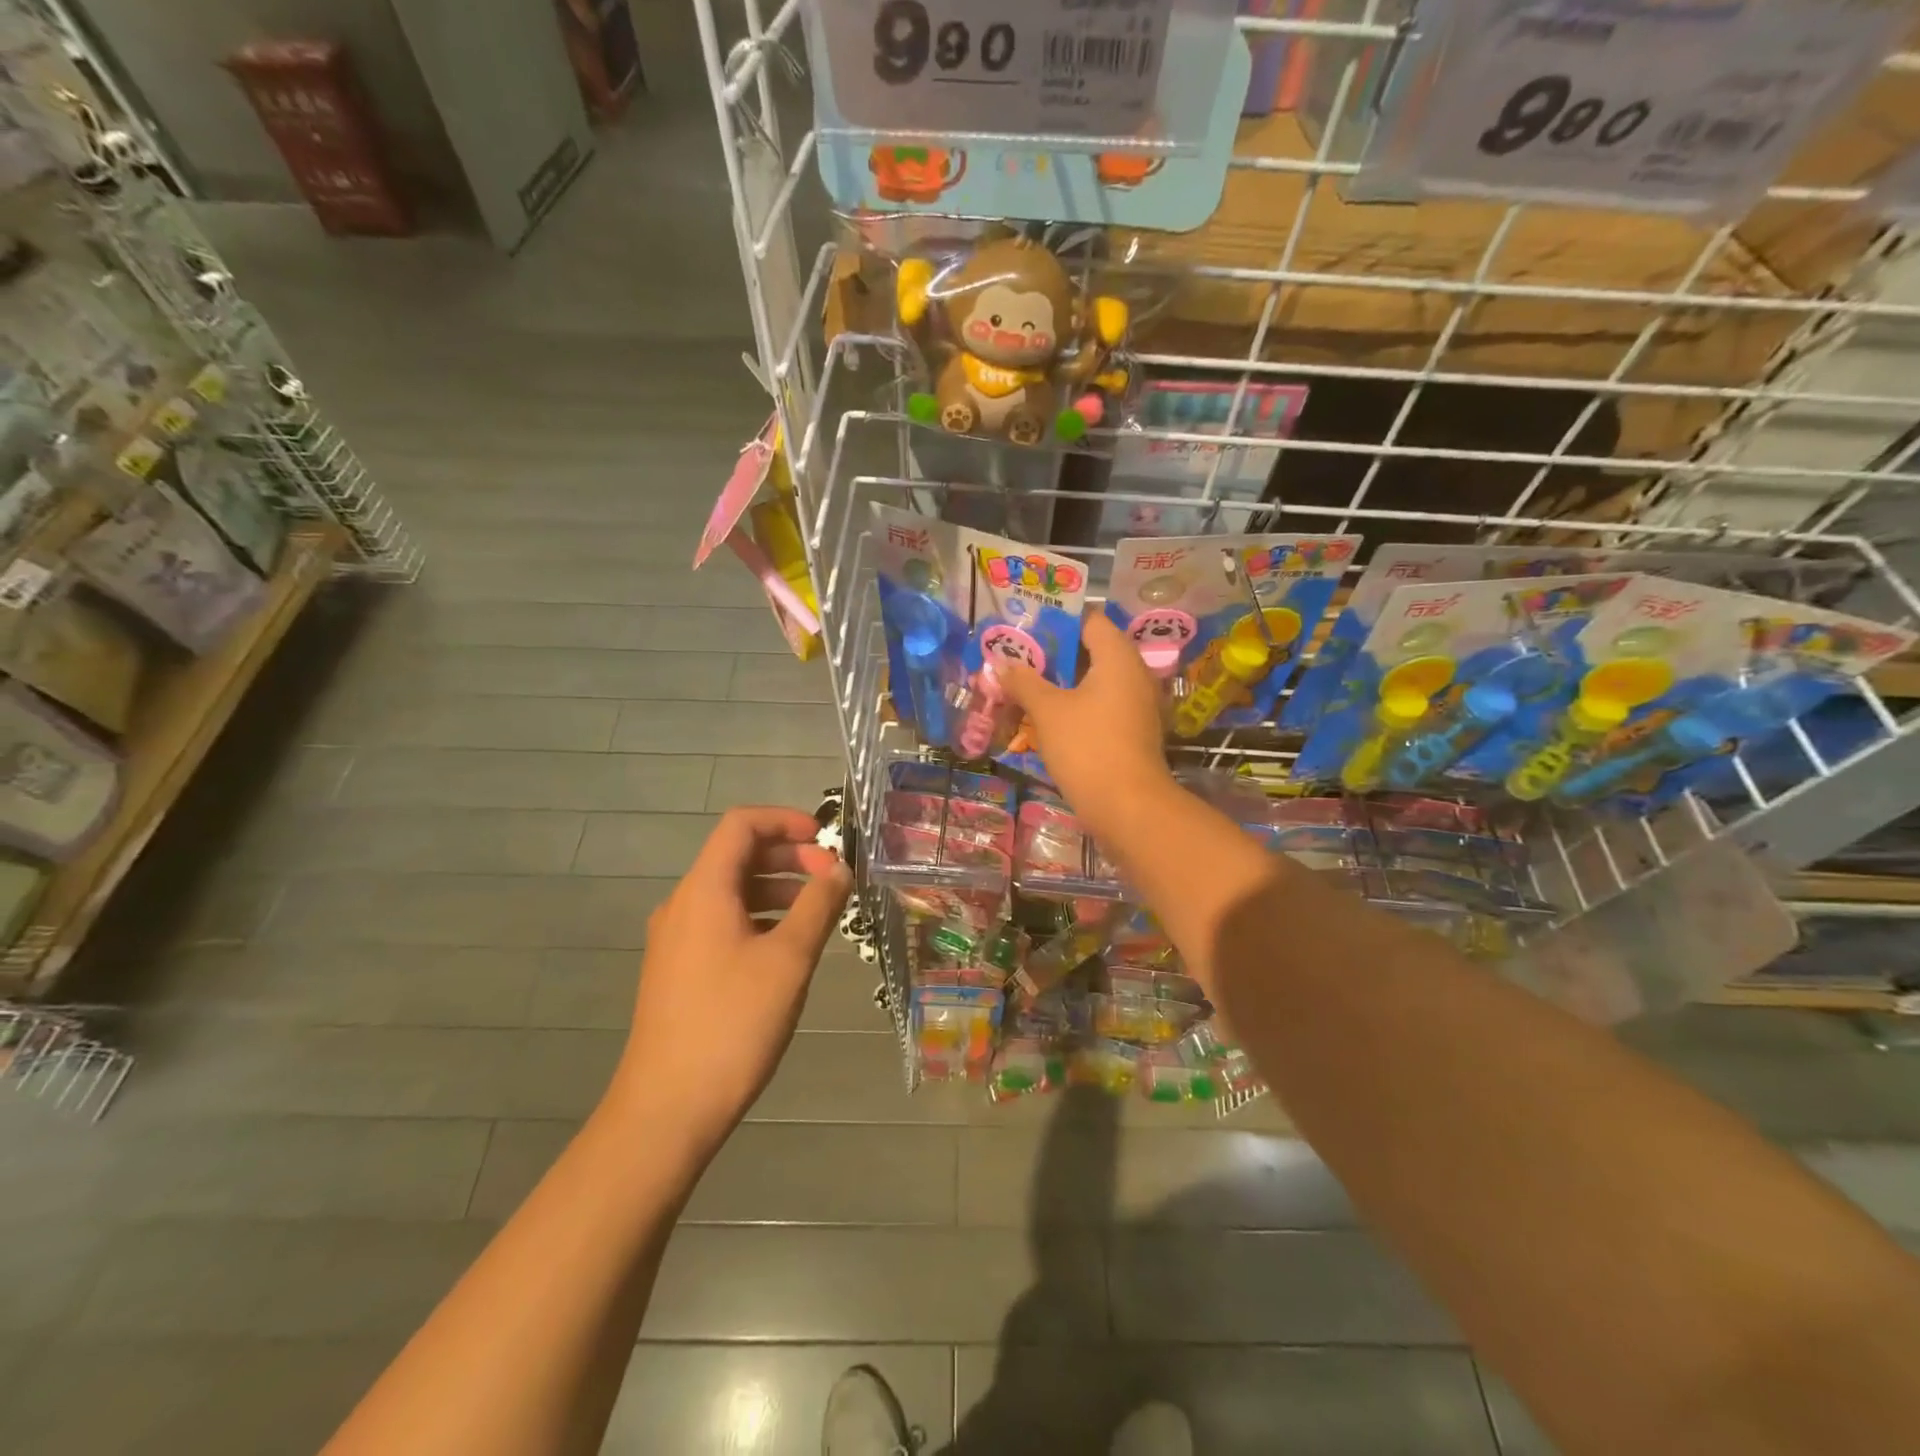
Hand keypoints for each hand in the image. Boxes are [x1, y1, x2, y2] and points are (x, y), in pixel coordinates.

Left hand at [611, 807, 851, 1154]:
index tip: (826, 840)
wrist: (667, 1109)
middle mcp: (683, 905)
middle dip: (788, 856)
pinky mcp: (677, 970)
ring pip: (731, 891)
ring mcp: (675, 939)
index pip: (741, 824)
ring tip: (817, 912)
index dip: (785, 820)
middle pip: (736, 855)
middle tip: (830, 878)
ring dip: (776, 888)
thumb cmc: (733, 1023)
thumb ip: (818, 905)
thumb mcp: (789, 959)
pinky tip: (786, 949)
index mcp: (704, 890)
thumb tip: (839, 869)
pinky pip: (721, 922)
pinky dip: (758, 917)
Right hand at [1000, 611, 1172, 835]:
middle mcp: (1134, 673)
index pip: (1089, 620)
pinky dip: (1076, 705)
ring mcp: (1137, 704)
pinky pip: (1101, 705)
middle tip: (1018, 659)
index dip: (1056, 621)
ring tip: (1025, 686)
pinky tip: (1047, 717)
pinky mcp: (1133, 731)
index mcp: (1118, 656)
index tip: (1025, 629)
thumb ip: (1024, 682)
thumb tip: (1003, 664)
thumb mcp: (1047, 711)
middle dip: (1054, 654)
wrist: (1128, 807)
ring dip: (1062, 682)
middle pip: (1091, 650)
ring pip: (1095, 681)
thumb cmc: (1087, 747)